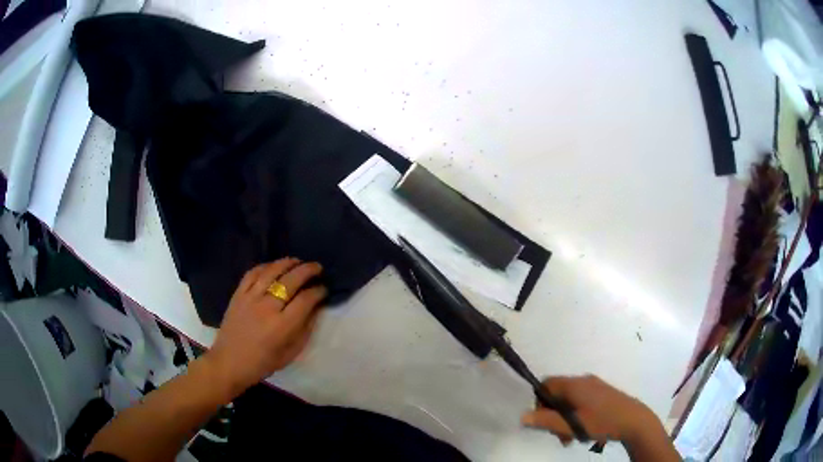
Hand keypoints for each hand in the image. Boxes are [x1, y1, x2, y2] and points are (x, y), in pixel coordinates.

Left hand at [205, 258, 326, 397]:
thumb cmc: (263, 363)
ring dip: (288, 263)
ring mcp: (250, 298)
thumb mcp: (291, 353)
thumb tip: (316, 309)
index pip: (306, 299)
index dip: (319, 291)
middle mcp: (267, 307)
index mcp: (282, 326)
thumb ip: (305, 330)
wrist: (229, 362)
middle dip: (308, 271)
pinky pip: (252, 273)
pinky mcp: (238, 295)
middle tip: (318, 268)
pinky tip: (273, 266)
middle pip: (291, 280)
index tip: (324, 289)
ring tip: (298, 261)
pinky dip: (265, 266)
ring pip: (272, 271)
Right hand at [521, 375, 657, 446]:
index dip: (539, 402)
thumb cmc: (601, 422)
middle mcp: (583, 381)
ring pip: (569, 400)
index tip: (544, 421)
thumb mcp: (571, 425)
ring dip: (564, 418)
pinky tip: (583, 430)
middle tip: (558, 434)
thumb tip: (522, 416)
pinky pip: (580, 401)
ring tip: (571, 437)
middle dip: (553, 415)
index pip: (546, 384)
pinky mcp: (602, 393)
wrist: (634, 420)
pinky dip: (576, 415)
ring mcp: (594, 386)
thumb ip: (546, 421)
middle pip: (557, 394)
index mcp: (574, 385)